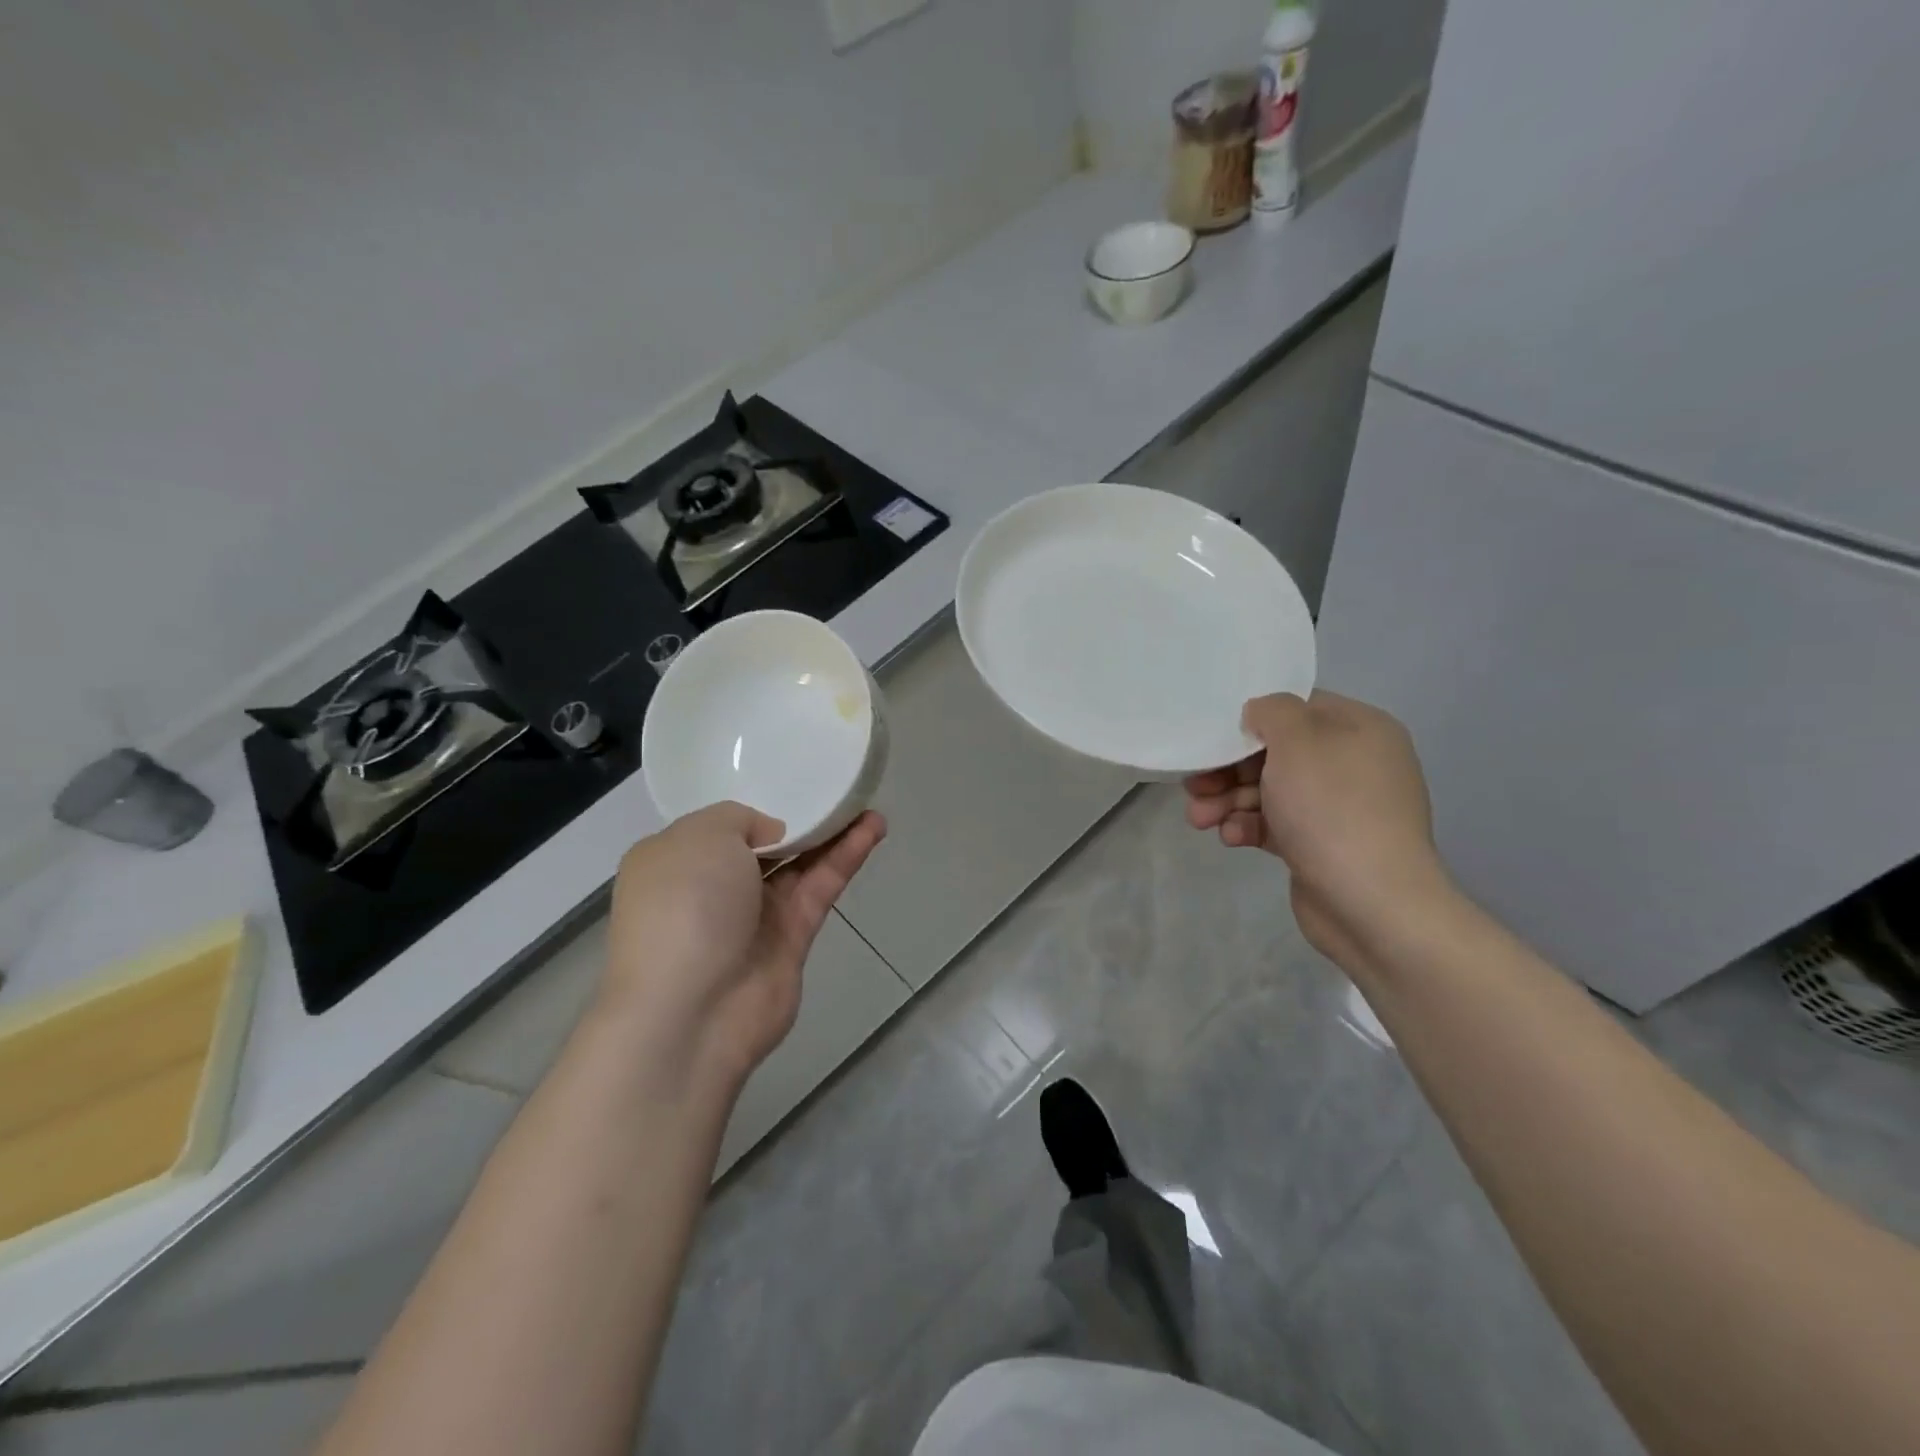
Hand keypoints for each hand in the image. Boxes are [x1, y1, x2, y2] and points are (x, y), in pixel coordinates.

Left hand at [599, 804, 885, 1094]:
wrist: (693, 1009)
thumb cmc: (684, 906)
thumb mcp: (699, 836)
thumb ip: (739, 819)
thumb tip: (771, 835)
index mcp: (676, 861)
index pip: (717, 828)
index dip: (753, 808)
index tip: (785, 784)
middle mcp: (713, 887)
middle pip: (765, 845)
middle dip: (799, 819)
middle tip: (836, 789)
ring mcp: (754, 915)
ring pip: (800, 864)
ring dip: (832, 833)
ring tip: (865, 801)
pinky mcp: (793, 937)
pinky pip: (821, 885)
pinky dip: (846, 857)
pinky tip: (873, 828)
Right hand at [1184, 692, 1450, 966]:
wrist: (1371, 903)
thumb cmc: (1332, 808)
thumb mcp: (1297, 741)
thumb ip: (1272, 712)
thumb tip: (1259, 714)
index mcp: (1359, 730)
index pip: (1298, 709)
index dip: (1253, 719)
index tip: (1216, 738)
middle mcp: (1353, 764)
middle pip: (1276, 754)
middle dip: (1229, 769)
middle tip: (1195, 785)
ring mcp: (1338, 809)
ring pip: (1270, 792)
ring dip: (1229, 801)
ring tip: (1199, 818)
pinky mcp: (1320, 846)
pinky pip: (1276, 825)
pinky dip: (1249, 827)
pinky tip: (1230, 838)